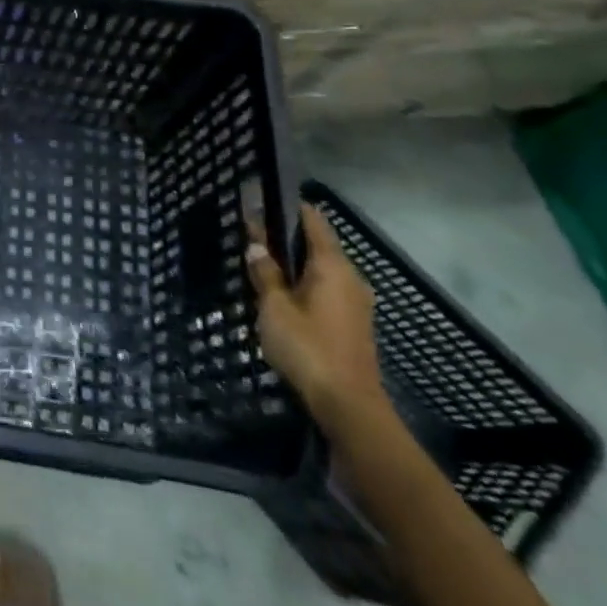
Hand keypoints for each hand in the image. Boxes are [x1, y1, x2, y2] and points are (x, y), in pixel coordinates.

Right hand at [246, 202, 389, 433]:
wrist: (348, 405)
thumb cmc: (308, 347)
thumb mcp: (274, 307)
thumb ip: (265, 272)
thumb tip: (256, 244)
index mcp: (332, 265)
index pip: (313, 220)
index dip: (287, 207)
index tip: (260, 200)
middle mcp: (350, 277)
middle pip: (317, 244)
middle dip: (286, 236)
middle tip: (251, 233)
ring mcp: (355, 302)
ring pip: (321, 269)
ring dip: (294, 263)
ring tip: (261, 262)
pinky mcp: (353, 323)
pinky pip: (325, 289)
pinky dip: (304, 283)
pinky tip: (281, 294)